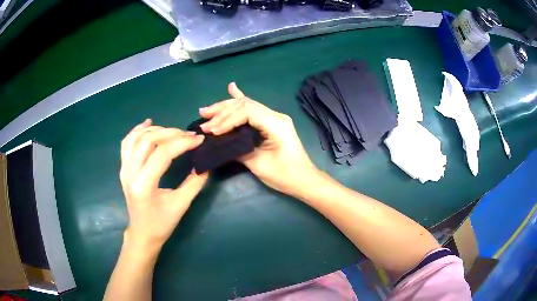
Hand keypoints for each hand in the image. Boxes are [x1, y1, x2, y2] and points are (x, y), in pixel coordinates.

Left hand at [119, 119, 208, 252]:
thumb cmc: (161, 224)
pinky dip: (137, 130)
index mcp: (144, 185)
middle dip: (171, 133)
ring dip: (156, 130)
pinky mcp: (123, 168)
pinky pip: (127, 143)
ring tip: (173, 132)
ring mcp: (124, 169)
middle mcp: (130, 173)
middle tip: (189, 136)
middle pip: (148, 140)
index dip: (182, 143)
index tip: (199, 140)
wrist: (142, 233)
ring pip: (136, 138)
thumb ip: (194, 183)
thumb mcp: (180, 205)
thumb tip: (206, 164)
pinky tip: (148, 124)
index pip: (162, 153)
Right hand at [199, 83, 319, 196]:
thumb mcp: (258, 164)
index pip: (246, 111)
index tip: (211, 130)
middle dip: (222, 110)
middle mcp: (276, 115)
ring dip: (227, 108)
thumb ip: (238, 149)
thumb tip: (220, 141)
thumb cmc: (284, 175)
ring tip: (208, 110)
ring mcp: (275, 117)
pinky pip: (254, 110)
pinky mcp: (272, 123)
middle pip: (245, 105)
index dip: (226, 119)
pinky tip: (232, 88)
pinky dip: (241, 100)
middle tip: (203, 115)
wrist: (304, 180)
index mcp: (275, 123)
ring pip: (247, 106)